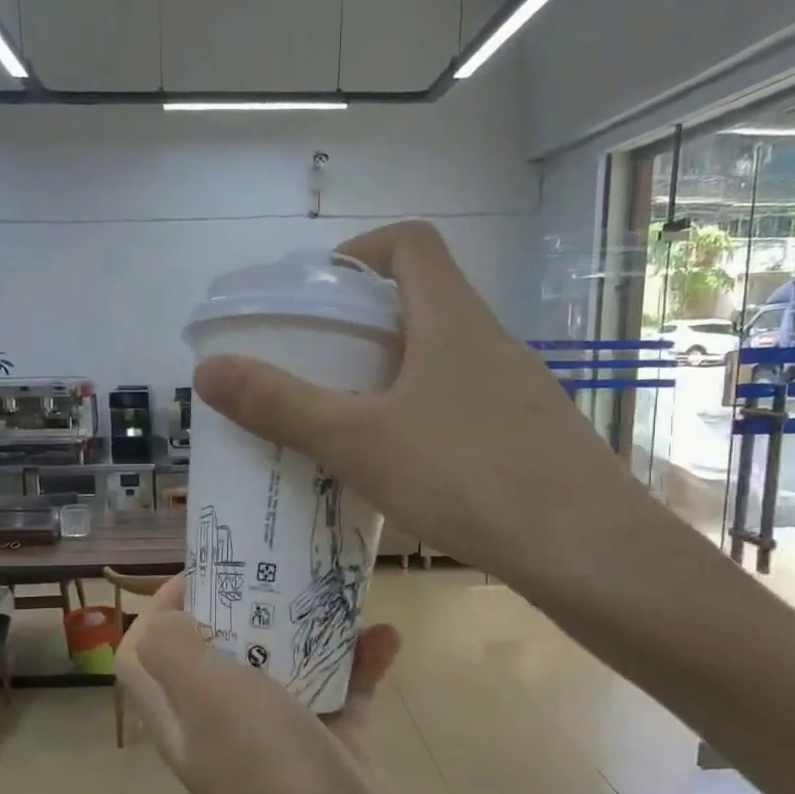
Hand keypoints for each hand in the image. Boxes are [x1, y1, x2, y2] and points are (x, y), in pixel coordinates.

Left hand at [117, 576, 447, 793]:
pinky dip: (361, 665)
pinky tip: (388, 640)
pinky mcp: (337, 753)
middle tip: (279, 571)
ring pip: (286, 669)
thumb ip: (173, 650)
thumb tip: (161, 617)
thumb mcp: (209, 699)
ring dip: (309, 631)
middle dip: (245, 607)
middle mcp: (225, 727)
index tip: (206, 573)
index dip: (160, 608)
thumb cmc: (274, 776)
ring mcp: (283, 742)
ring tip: (337, 595)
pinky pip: (345, 695)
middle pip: (219, 652)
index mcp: (184, 715)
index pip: (146, 654)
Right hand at [190, 219, 648, 591]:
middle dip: (361, 324)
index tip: (318, 293)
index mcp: (451, 318)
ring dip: (391, 375)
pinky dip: (422, 416)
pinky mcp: (529, 434)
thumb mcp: (359, 441)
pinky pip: (462, 404)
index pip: (409, 242)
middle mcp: (489, 340)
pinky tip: (401, 467)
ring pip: (441, 358)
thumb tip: (208, 369)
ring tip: (347, 420)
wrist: (587, 551)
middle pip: (421, 301)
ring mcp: (516, 389)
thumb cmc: (468, 476)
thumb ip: (282, 405)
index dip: (359, 251)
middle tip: (315, 366)